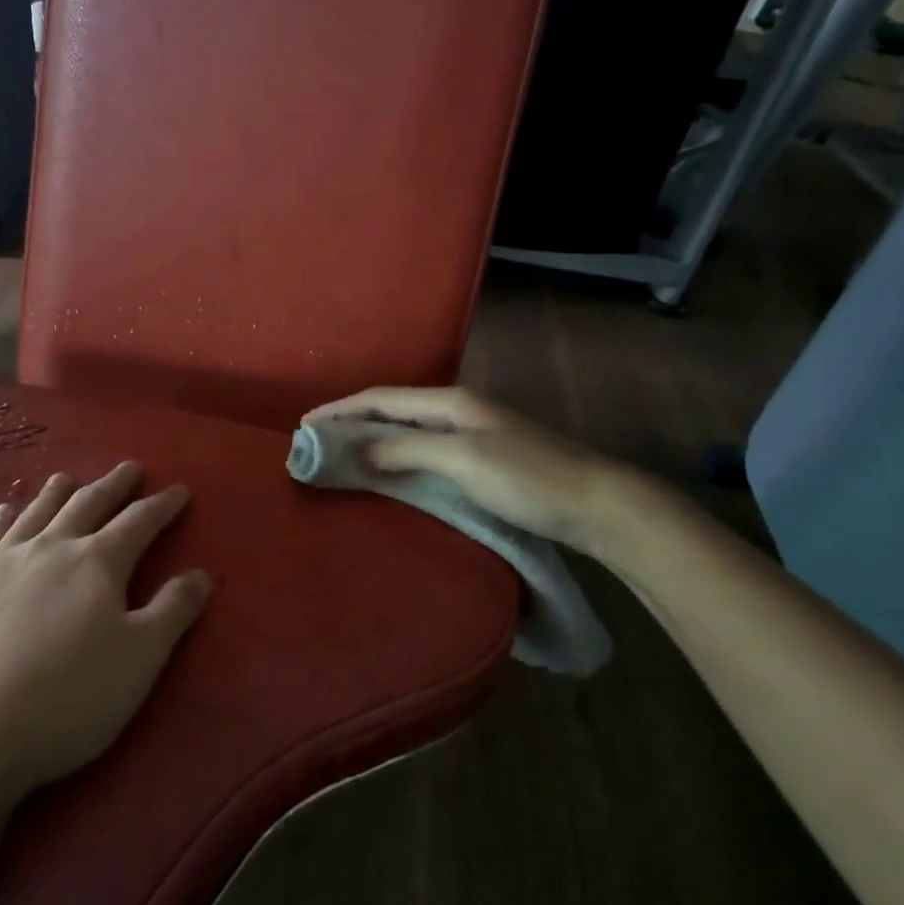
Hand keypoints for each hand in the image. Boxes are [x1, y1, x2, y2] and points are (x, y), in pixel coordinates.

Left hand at [0, 462, 212, 803]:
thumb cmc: (68, 699)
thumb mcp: (140, 659)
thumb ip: (173, 610)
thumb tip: (201, 573)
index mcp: (97, 563)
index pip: (139, 522)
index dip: (162, 505)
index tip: (178, 490)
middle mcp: (50, 549)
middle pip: (87, 505)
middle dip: (113, 485)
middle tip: (129, 468)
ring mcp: (0, 563)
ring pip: (36, 513)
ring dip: (58, 493)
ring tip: (69, 477)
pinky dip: (1, 519)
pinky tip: (4, 511)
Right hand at [302, 386, 629, 553]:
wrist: (599, 506)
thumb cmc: (530, 478)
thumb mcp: (464, 459)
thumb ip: (407, 450)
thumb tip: (356, 449)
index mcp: (451, 401)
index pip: (382, 398)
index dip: (341, 408)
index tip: (304, 424)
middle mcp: (457, 411)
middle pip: (391, 411)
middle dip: (351, 422)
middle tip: (315, 443)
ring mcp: (471, 435)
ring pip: (407, 432)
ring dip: (371, 441)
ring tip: (339, 457)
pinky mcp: (480, 460)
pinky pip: (423, 452)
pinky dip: (395, 458)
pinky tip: (386, 474)